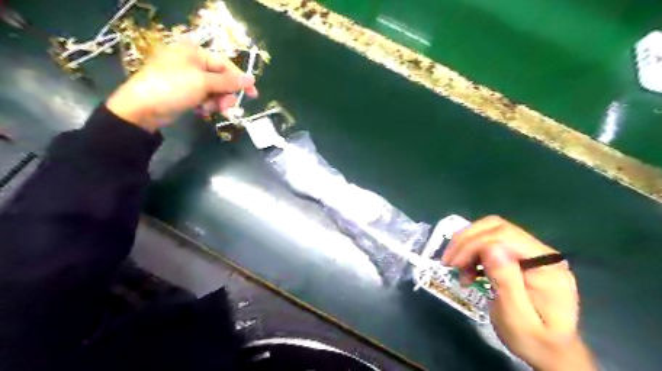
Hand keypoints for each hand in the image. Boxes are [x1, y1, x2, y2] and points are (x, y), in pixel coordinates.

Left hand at [105, 41, 254, 131]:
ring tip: (208, 110)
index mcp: (194, 52)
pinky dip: (205, 105)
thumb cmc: (173, 87)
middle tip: (226, 107)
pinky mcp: (184, 92)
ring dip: (215, 102)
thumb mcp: (203, 83)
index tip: (253, 95)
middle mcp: (192, 62)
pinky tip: (199, 111)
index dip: (240, 80)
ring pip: (214, 91)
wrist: (143, 108)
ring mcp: (187, 78)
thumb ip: (229, 82)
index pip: (225, 65)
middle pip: (221, 79)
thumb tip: (252, 78)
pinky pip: (204, 98)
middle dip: (224, 95)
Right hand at [441, 214, 597, 370]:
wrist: (551, 351)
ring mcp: (531, 252)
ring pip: (491, 230)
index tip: (453, 264)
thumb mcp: (517, 318)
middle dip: (467, 240)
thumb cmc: (534, 340)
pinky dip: (473, 251)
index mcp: (546, 265)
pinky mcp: (520, 256)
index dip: (474, 244)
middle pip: (497, 227)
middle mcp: (541, 252)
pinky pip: (491, 241)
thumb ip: (507, 282)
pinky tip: (468, 268)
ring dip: (468, 244)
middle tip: (449, 261)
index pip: (505, 236)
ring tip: (458, 268)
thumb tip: (491, 248)